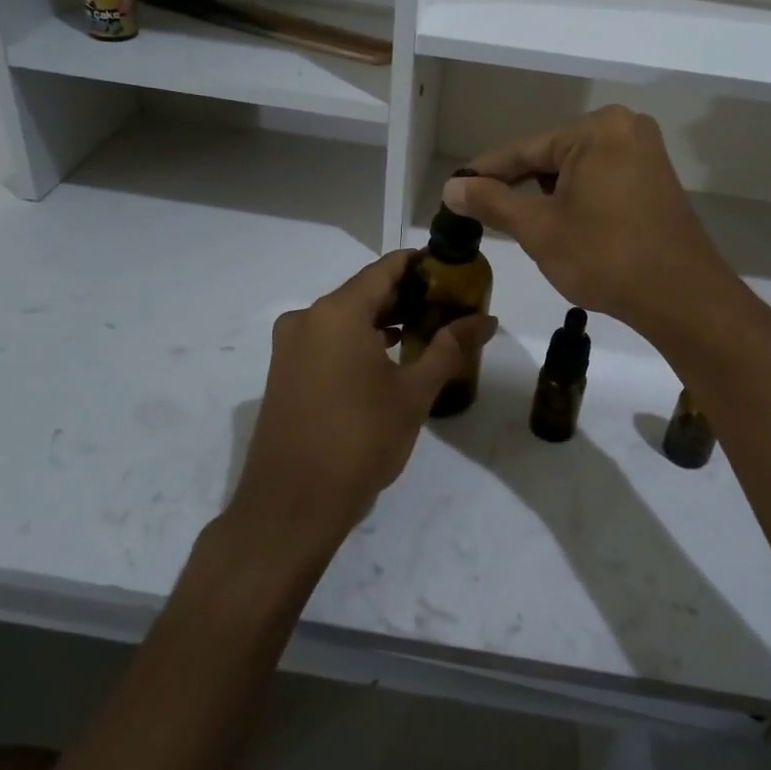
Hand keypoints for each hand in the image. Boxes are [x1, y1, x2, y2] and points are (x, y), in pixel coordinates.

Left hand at [229, 251, 496, 552]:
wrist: (292, 505)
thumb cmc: (359, 440)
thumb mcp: (413, 394)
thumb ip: (449, 348)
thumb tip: (486, 319)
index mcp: (337, 313)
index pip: (384, 269)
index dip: (419, 264)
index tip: (452, 268)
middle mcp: (307, 318)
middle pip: (363, 291)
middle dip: (406, 295)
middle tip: (448, 303)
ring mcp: (290, 346)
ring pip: (344, 317)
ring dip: (382, 319)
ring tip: (426, 329)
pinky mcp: (284, 372)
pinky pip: (327, 339)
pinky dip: (358, 340)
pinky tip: (388, 357)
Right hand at [444, 106, 739, 342]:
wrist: (681, 297)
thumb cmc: (604, 256)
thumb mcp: (539, 229)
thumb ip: (492, 202)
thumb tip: (452, 186)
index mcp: (596, 129)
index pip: (525, 149)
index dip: (486, 172)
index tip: (454, 188)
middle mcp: (625, 129)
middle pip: (552, 157)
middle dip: (520, 187)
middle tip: (484, 214)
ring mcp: (645, 154)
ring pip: (576, 171)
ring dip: (548, 197)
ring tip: (523, 227)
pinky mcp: (655, 180)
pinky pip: (601, 181)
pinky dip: (577, 201)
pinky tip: (563, 227)